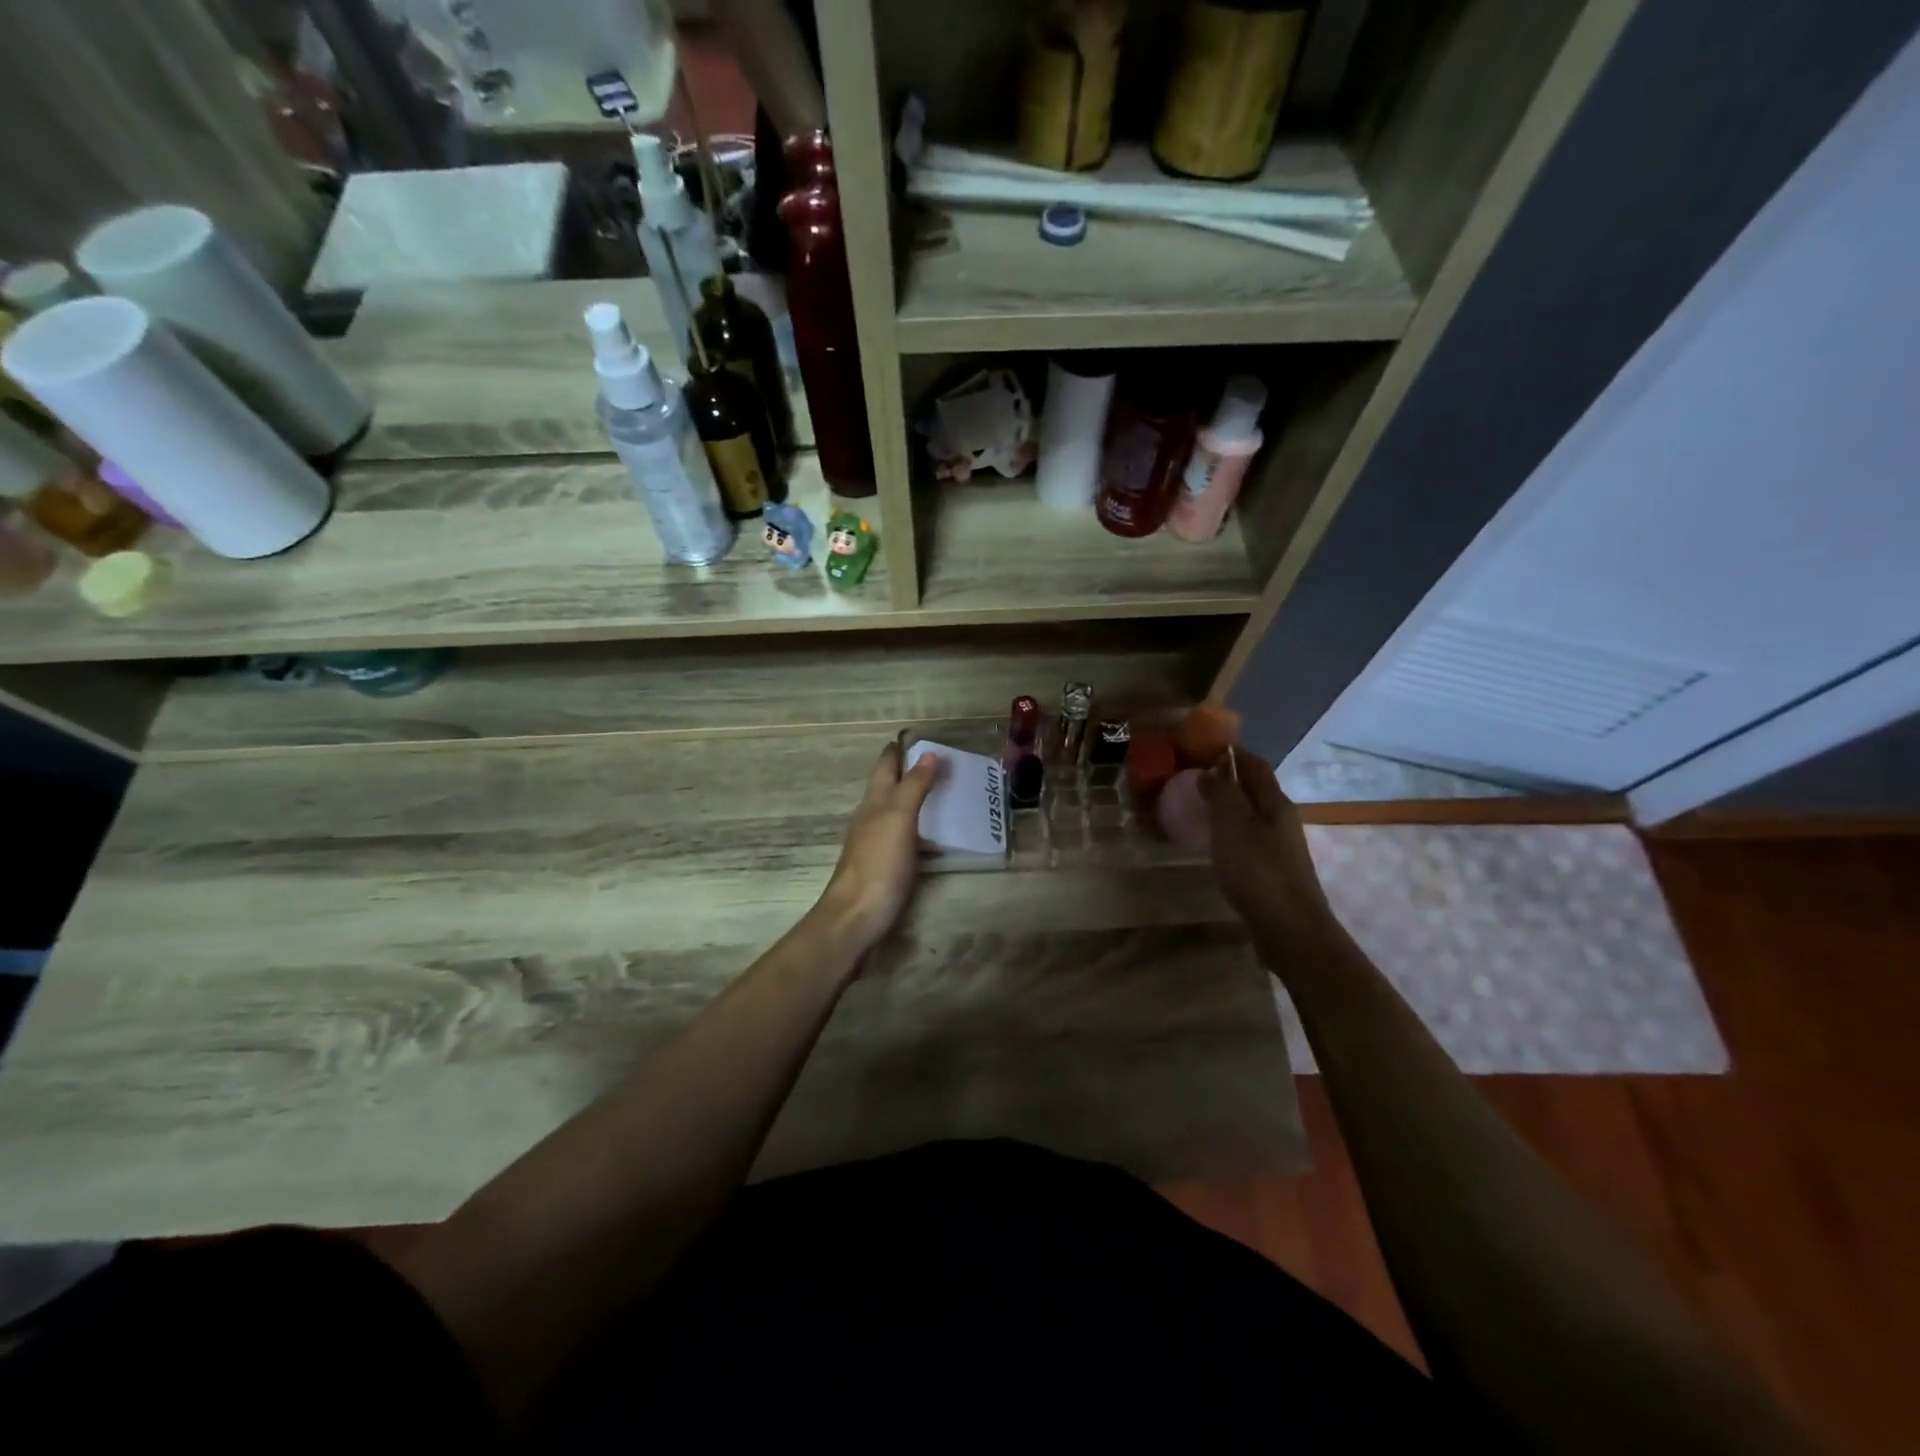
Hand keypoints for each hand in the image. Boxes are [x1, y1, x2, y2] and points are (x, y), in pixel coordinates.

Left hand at [817, 742, 940, 951]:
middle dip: (912, 771)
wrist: (856, 918)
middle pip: (890, 786)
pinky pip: (905, 836)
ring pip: (897, 811)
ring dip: (917, 799)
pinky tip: (936, 834)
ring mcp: (877, 843)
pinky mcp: (885, 866)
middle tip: (946, 763)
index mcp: (874, 801)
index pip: (886, 765)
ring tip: (948, 793)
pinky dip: (921, 827)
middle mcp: (872, 817)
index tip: (925, 737)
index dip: (901, 749)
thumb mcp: (898, 819)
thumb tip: (928, 753)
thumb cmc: (878, 864)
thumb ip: (913, 786)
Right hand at [1199, 747, 1334, 935]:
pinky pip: (1249, 838)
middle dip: (1227, 779)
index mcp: (1274, 802)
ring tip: (1198, 808)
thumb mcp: (1232, 826)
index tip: (1201, 747)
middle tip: (1192, 778)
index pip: (1254, 764)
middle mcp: (1281, 819)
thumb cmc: (1258, 870)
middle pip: (1255, 789)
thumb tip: (1213, 768)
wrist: (1289, 928)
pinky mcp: (1273, 870)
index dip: (1231, 753)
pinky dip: (1230, 831)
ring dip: (1228, 806)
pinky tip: (1214, 843)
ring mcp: (1280, 846)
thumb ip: (1222, 794)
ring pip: (1251, 814)